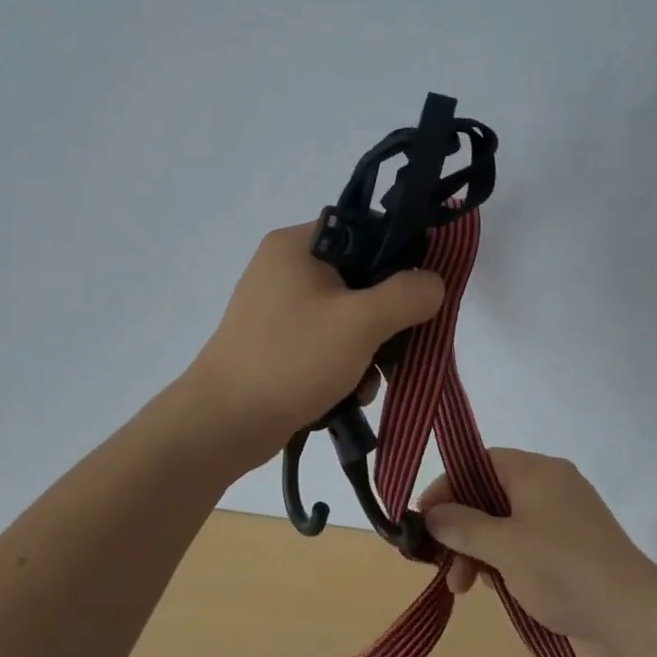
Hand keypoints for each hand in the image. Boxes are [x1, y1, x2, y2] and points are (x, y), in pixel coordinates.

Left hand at [184, 221, 444, 465]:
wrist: (222, 424)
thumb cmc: (291, 360)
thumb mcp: (361, 322)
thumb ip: (408, 295)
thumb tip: (434, 282)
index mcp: (299, 244)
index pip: (368, 232)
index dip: (402, 260)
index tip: (421, 296)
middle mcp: (286, 266)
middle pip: (361, 278)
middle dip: (386, 319)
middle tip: (398, 349)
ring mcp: (279, 306)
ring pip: (348, 315)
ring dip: (368, 350)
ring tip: (365, 384)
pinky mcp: (277, 341)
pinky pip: (327, 341)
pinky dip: (344, 365)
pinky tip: (348, 396)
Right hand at [415, 448, 656, 656]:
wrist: (633, 617)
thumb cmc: (562, 569)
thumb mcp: (503, 546)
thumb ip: (462, 527)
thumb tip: (432, 514)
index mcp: (536, 471)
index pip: (479, 462)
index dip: (448, 486)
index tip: (424, 518)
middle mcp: (551, 487)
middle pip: (490, 495)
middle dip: (461, 530)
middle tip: (440, 564)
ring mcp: (564, 520)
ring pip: (506, 526)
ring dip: (480, 552)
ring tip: (464, 589)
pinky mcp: (574, 551)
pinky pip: (527, 547)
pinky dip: (505, 563)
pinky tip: (495, 590)